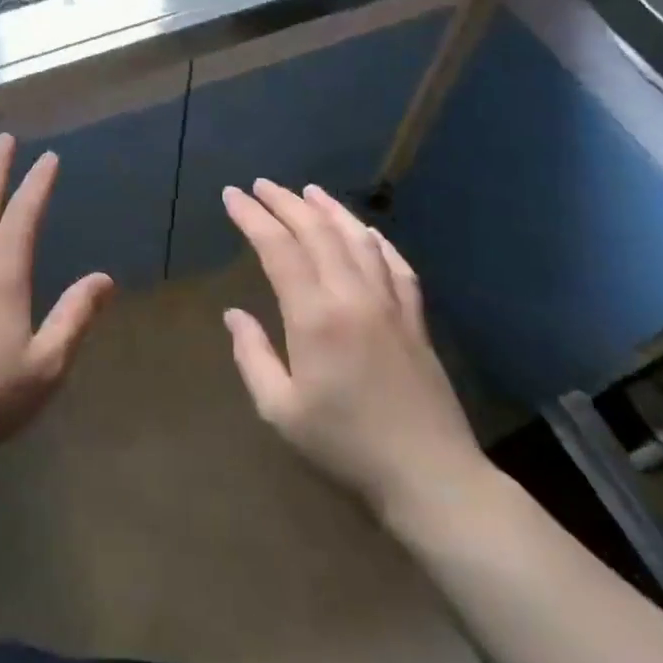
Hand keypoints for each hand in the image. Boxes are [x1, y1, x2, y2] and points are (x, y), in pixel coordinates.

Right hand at [221, 179, 492, 537]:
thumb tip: (234, 315)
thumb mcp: (281, 411)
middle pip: (316, 231)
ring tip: (307, 191)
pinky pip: (394, 263)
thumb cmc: (346, 447)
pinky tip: (365, 231)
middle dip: (284, 202)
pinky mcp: (416, 318)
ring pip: (357, 238)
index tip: (231, 196)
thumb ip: (253, 356)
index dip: (252, 217)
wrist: (431, 477)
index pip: (278, 248)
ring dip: (329, 209)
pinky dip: (375, 239)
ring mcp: (390, 303)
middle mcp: (353, 296)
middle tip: (260, 185)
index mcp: (315, 316)